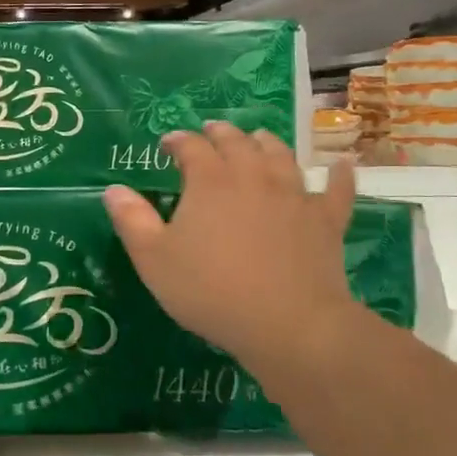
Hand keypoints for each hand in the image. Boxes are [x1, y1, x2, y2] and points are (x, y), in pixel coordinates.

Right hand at [103, 123, 363, 372]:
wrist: (288, 323)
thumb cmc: (211, 290)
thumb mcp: (154, 260)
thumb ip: (132, 220)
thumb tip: (113, 190)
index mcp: (210, 181)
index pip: (191, 147)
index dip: (177, 140)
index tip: (167, 144)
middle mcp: (253, 176)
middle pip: (237, 142)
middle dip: (220, 133)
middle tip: (211, 131)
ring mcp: (295, 195)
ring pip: (281, 156)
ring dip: (266, 142)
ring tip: (258, 138)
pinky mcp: (326, 220)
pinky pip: (337, 190)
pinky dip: (340, 174)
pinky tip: (343, 163)